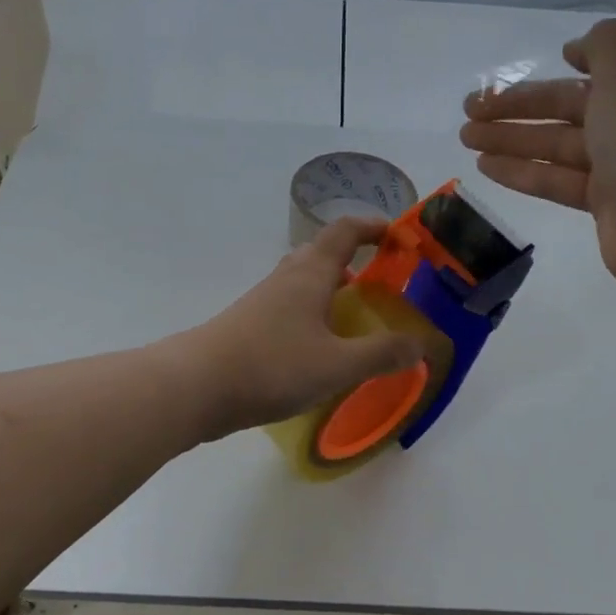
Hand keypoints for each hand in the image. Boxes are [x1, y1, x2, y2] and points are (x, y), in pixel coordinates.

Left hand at [172, 216, 425, 439]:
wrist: (195, 387)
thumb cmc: (272, 366)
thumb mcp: (337, 365)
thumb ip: (381, 354)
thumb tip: (419, 345)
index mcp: (310, 274)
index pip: (345, 232)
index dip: (373, 227)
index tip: (398, 236)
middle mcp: (286, 279)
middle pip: (322, 254)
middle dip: (354, 261)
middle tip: (381, 284)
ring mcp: (262, 302)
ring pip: (303, 284)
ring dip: (331, 292)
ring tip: (355, 319)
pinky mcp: (248, 327)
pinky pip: (289, 310)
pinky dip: (312, 317)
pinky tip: (319, 349)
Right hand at [459, 18, 615, 288]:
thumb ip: (604, 44)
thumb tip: (585, 47)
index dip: (595, 50)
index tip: (562, 55)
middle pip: (576, 100)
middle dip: (523, 101)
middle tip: (471, 106)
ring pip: (560, 141)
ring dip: (512, 135)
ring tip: (464, 135)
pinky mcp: (607, 200)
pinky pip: (559, 178)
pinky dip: (524, 170)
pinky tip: (484, 165)